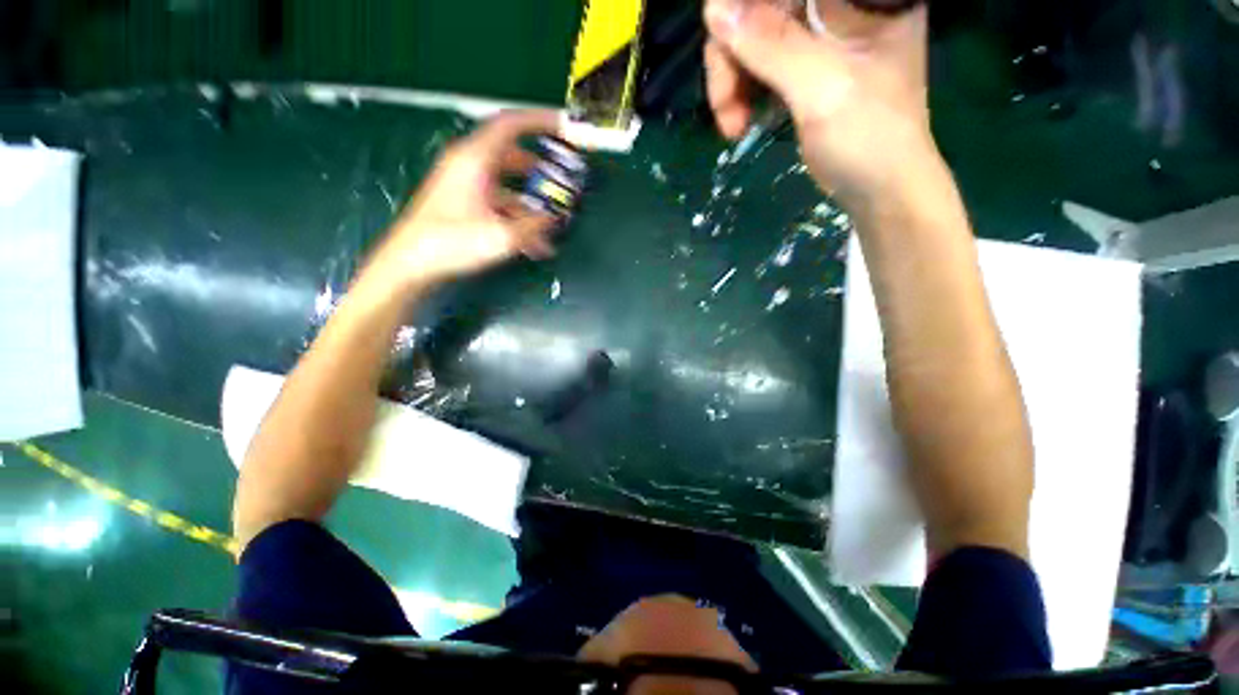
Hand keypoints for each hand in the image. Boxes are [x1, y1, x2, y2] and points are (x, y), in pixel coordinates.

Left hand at [365, 110, 560, 291]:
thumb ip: (534, 224)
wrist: (405, 265)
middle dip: (540, 163)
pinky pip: (491, 197)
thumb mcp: (500, 235)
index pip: (513, 123)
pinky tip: (529, 242)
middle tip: (562, 173)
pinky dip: (511, 212)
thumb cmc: (448, 242)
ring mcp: (458, 181)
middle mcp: (466, 161)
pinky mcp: (454, 201)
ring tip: (551, 217)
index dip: (542, 120)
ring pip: (502, 178)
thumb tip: (554, 218)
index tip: (567, 127)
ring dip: (528, 195)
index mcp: (475, 156)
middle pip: (510, 150)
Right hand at [704, 0, 936, 208]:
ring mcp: (823, 33)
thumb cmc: (874, 143)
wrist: (887, 200)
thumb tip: (714, 9)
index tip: (725, 28)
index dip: (755, 2)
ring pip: (751, 23)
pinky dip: (739, 81)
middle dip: (736, 42)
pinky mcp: (805, 58)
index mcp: (869, 4)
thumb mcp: (824, 88)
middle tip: (725, 89)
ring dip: (731, 69)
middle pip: (767, 0)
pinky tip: (736, 118)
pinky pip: (754, 50)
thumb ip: (771, 43)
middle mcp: (845, 8)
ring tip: (730, 116)